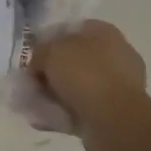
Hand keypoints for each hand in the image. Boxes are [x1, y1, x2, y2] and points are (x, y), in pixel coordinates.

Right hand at [30, 20, 150, 150]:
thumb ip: (40, 53)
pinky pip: (82, 108)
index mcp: (105, 32)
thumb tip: (38, 64)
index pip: (71, 30)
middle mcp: (115, 55)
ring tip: (35, 105)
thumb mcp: (51, 52)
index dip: (49, 41)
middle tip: (32, 82)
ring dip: (56, 94)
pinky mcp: (115, 112)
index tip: (33, 57)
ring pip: (78, 86)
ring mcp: (117, 85)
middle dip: (52, 71)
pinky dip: (64, 113)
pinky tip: (45, 120)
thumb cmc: (85, 75)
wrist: (115, 121)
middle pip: (74, 59)